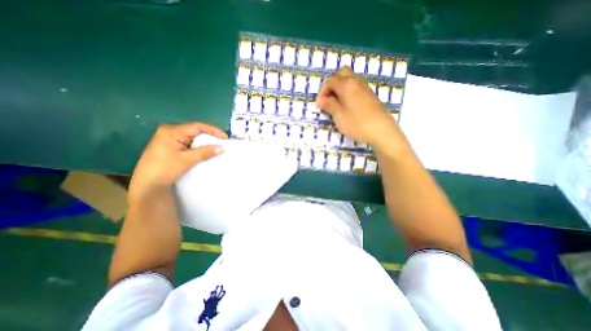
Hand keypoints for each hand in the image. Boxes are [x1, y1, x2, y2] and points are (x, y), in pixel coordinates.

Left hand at [129, 123, 228, 202]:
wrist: (148, 185)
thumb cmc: (165, 169)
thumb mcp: (187, 160)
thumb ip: (205, 152)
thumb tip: (222, 148)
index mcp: (172, 131)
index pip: (197, 126)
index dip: (213, 131)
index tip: (225, 138)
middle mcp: (170, 132)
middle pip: (195, 131)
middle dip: (210, 136)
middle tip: (223, 142)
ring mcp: (170, 139)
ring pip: (193, 137)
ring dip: (205, 142)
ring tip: (217, 147)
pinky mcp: (171, 147)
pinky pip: (189, 143)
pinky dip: (199, 147)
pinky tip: (206, 151)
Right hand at [314, 68, 401, 150]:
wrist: (381, 130)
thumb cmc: (357, 123)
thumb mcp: (339, 116)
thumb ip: (329, 105)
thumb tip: (321, 100)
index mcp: (347, 85)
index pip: (330, 81)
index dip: (322, 92)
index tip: (319, 106)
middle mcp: (356, 81)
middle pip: (341, 74)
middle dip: (332, 85)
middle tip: (328, 99)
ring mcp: (365, 87)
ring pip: (350, 80)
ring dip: (340, 88)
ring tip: (336, 104)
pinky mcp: (370, 95)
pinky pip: (356, 87)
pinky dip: (348, 92)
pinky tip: (347, 106)